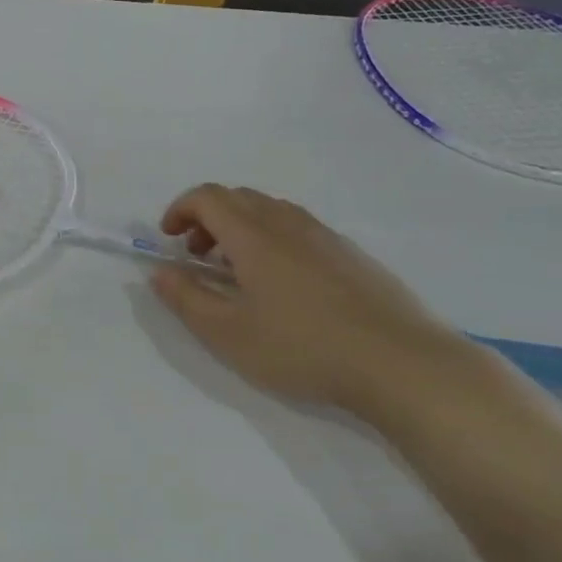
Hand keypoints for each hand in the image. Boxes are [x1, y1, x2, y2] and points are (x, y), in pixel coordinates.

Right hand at [150, 185, 463, 416]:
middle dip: (207, 218)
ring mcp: (326, 237)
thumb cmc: (301, 348)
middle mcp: (289, 224)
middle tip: (197, 256)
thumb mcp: (227, 333)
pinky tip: (281, 286)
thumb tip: (160, 271)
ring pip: (271, 211)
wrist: (400, 364)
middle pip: (239, 197)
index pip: (208, 197)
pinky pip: (299, 229)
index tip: (168, 240)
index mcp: (254, 236)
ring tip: (236, 272)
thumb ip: (186, 298)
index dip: (180, 209)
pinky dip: (272, 239)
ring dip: (240, 228)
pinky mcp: (352, 255)